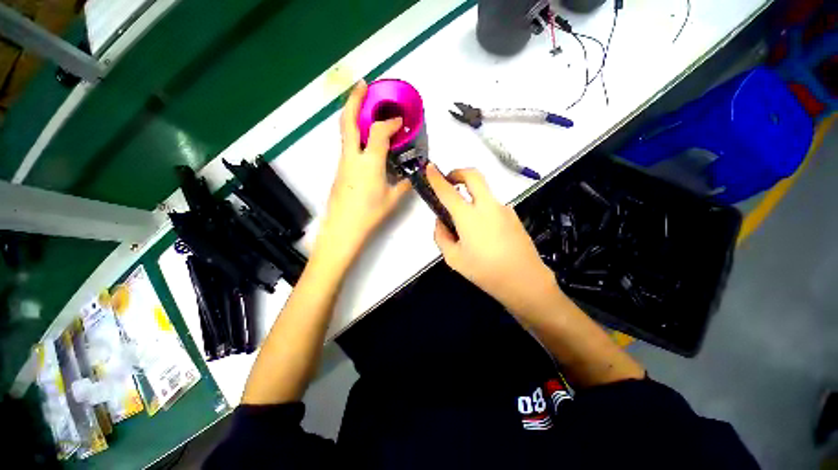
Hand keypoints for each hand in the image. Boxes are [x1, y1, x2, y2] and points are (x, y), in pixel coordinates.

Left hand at [315, 80, 411, 264]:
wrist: (343, 228)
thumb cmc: (369, 214)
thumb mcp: (392, 200)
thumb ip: (403, 185)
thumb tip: (412, 177)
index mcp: (370, 163)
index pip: (379, 132)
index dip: (390, 122)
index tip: (399, 120)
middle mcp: (353, 157)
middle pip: (350, 121)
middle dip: (356, 99)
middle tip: (363, 85)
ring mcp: (343, 162)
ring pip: (345, 132)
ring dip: (353, 114)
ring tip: (363, 106)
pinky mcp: (340, 170)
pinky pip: (347, 145)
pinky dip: (354, 133)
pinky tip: (364, 138)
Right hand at [427, 165, 561, 314]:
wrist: (525, 281)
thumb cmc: (485, 271)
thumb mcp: (454, 258)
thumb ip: (441, 236)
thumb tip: (440, 222)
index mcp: (469, 216)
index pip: (448, 191)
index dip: (436, 177)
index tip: (430, 167)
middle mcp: (487, 206)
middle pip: (474, 175)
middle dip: (459, 172)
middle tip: (450, 182)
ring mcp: (503, 209)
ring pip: (484, 192)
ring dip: (472, 196)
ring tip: (467, 223)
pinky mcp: (513, 215)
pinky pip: (493, 205)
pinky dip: (483, 209)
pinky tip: (484, 233)